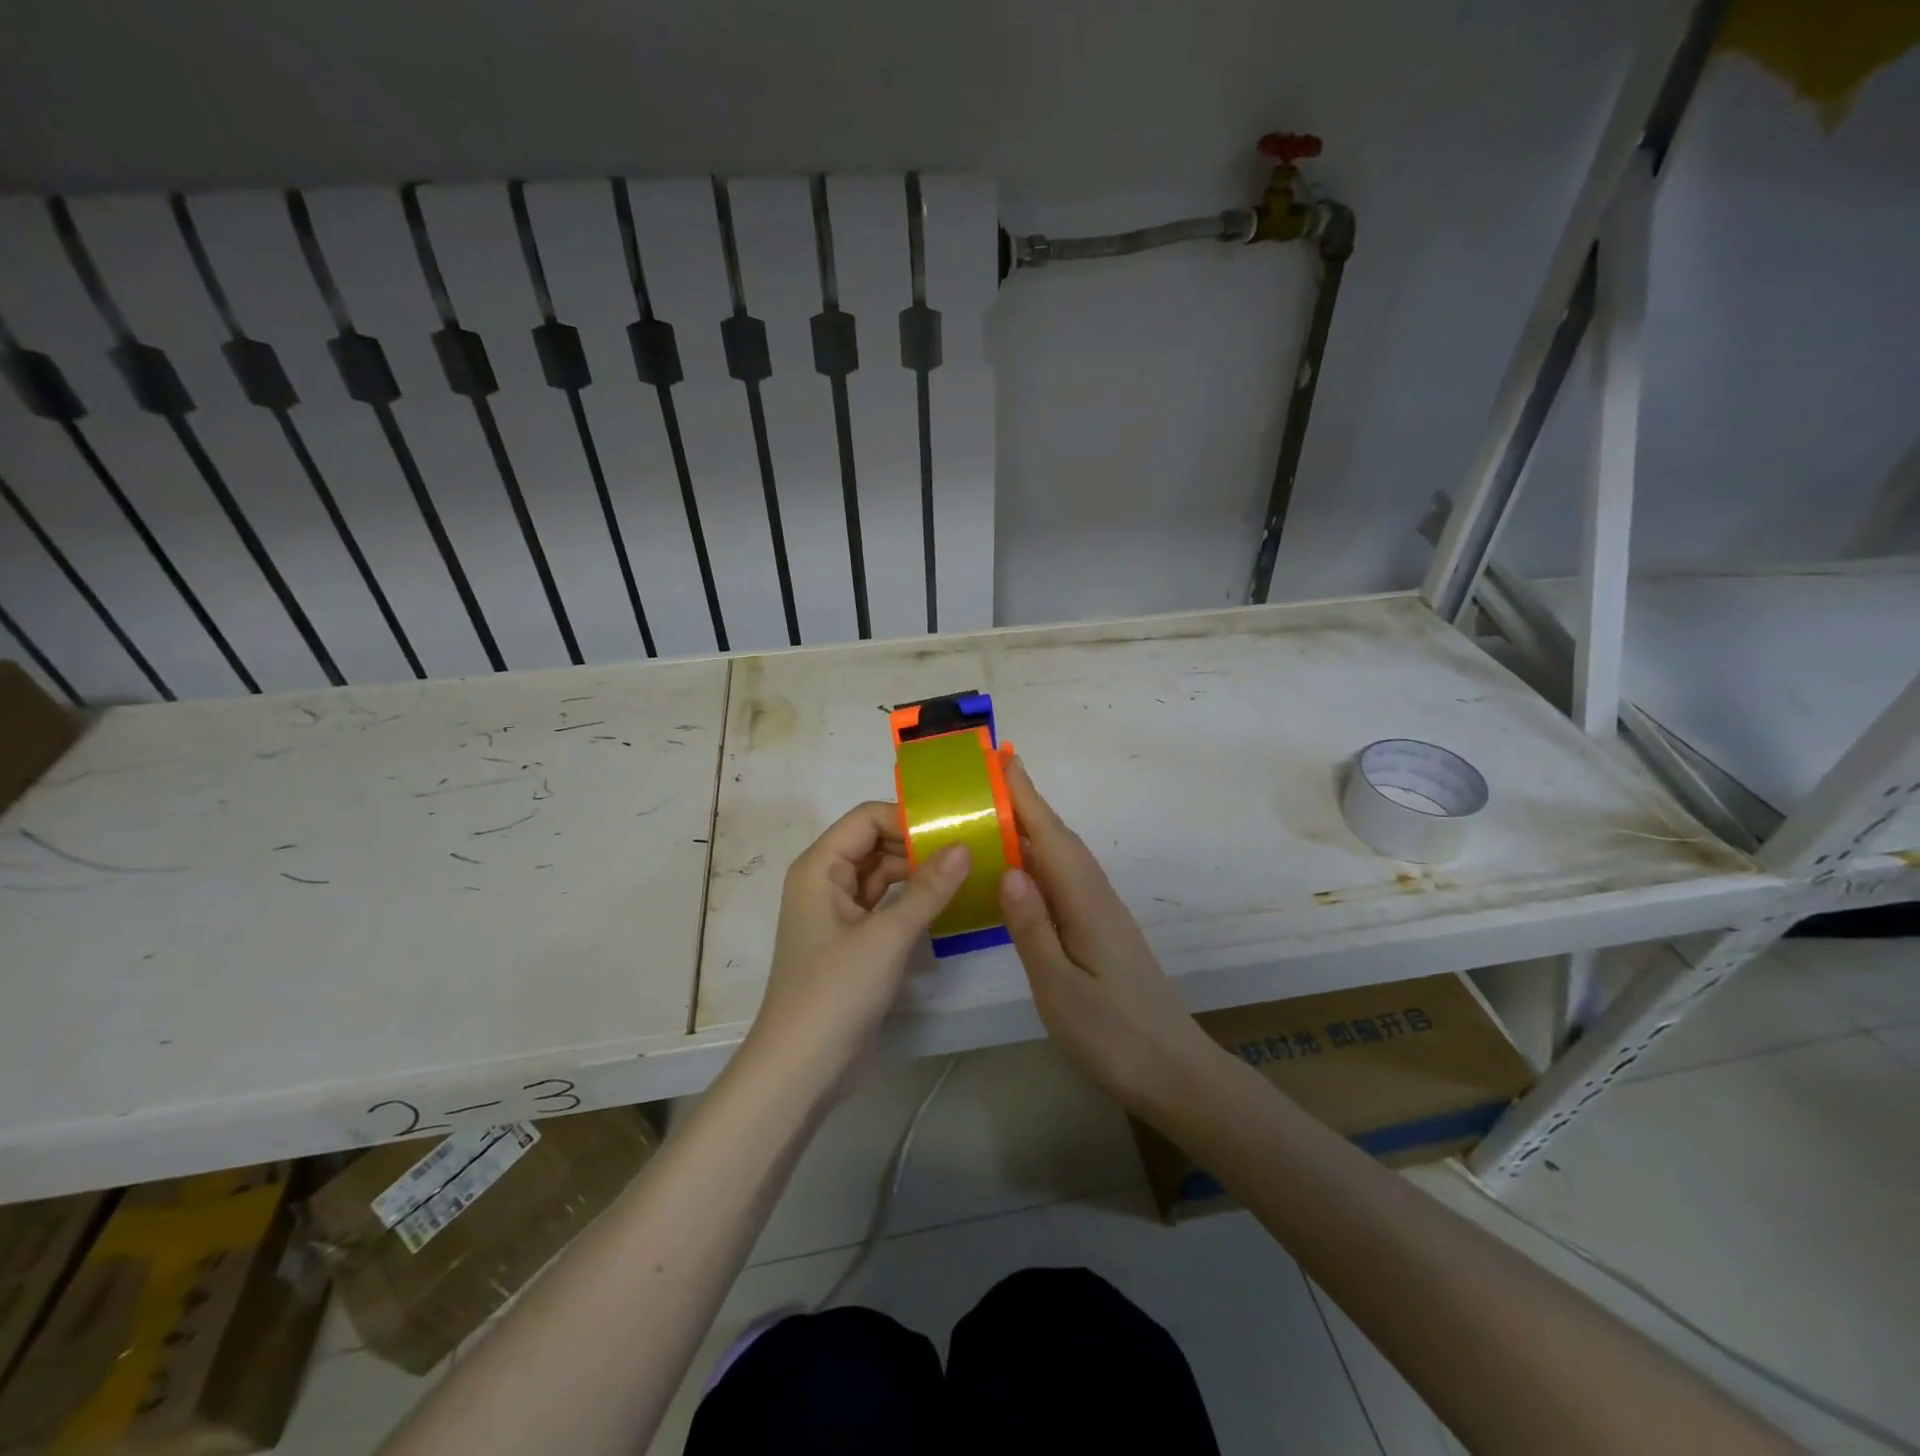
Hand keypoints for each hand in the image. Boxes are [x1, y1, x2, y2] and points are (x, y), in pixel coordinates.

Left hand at [742, 802, 969, 1101]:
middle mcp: (825, 881)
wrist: (801, 1069)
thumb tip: (964, 846)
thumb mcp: (887, 937)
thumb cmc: (836, 992)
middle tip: (970, 849)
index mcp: (820, 867)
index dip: (908, 819)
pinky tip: (946, 904)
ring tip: (967, 872)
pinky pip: (884, 905)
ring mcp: (838, 913)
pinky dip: (911, 901)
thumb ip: (928, 889)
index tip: (954, 829)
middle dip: (918, 845)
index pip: (867, 819)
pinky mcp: (852, 941)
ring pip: (882, 875)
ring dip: (918, 874)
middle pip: (875, 843)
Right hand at [997, 759, 1222, 1114]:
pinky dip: (1042, 861)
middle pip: (1059, 839)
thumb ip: (1031, 928)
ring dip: (1035, 829)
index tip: (1004, 759)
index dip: (1026, 797)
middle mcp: (1097, 897)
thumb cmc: (1112, 1035)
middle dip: (1027, 803)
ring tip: (998, 813)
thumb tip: (1008, 869)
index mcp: (1085, 903)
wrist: (1174, 1072)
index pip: (1050, 837)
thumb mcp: (1059, 987)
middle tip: (991, 776)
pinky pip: (1066, 880)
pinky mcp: (1104, 931)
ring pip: (1064, 858)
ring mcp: (1103, 914)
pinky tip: (1024, 872)